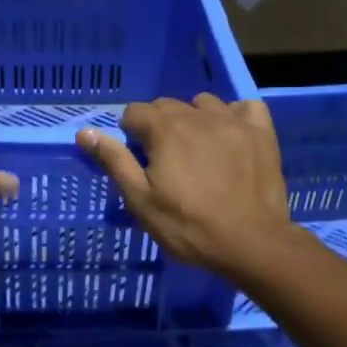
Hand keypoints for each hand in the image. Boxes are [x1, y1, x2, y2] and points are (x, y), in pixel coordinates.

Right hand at [77, 95, 290, 273]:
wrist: (251, 242)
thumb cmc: (189, 226)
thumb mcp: (141, 201)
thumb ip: (115, 162)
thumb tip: (85, 132)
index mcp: (165, 130)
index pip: (134, 112)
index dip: (130, 134)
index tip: (138, 159)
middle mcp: (197, 115)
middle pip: (167, 105)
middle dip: (159, 126)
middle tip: (165, 161)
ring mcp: (233, 120)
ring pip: (203, 104)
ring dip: (194, 119)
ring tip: (198, 149)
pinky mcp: (261, 132)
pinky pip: (244, 107)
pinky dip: (234, 117)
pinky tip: (231, 137)